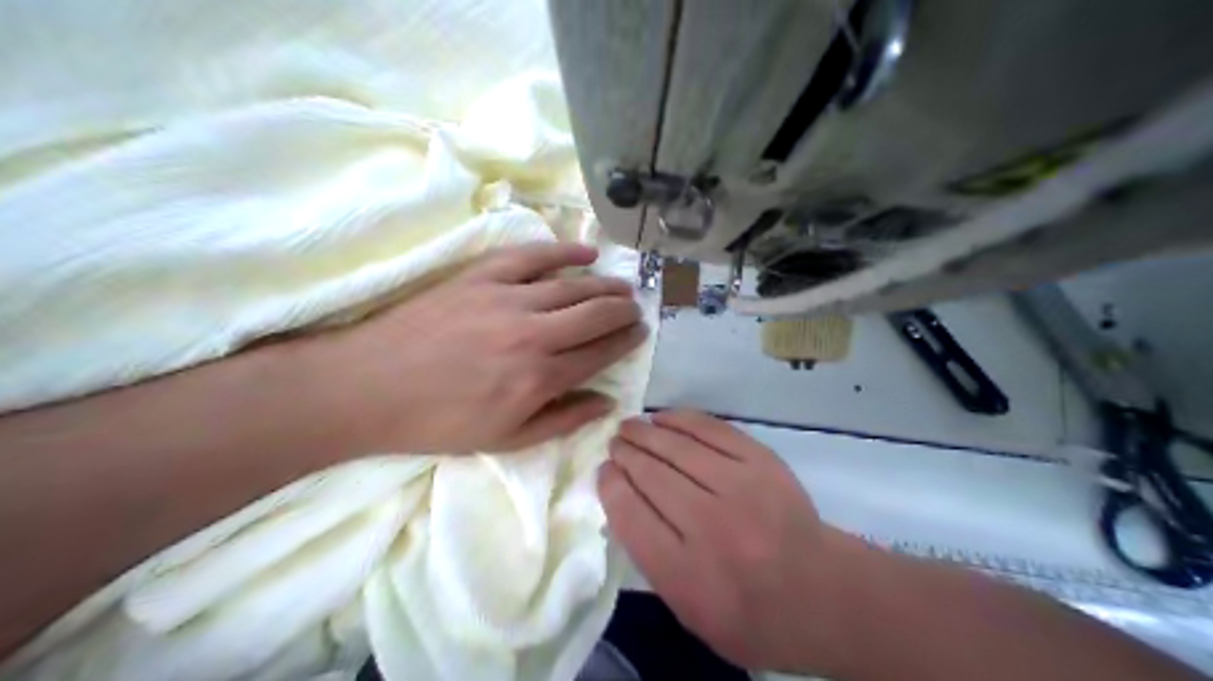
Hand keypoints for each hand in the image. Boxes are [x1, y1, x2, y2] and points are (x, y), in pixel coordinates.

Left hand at [297, 241, 649, 454]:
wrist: (369, 387)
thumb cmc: (438, 422)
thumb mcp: (504, 440)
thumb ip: (562, 421)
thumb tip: (607, 403)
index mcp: (540, 378)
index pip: (600, 353)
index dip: (625, 341)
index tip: (640, 333)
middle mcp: (533, 333)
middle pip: (596, 313)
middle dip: (624, 310)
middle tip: (636, 309)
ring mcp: (507, 298)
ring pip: (573, 285)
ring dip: (605, 284)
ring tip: (622, 287)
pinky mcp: (482, 276)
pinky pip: (532, 256)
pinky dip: (563, 251)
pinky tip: (585, 252)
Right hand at [599, 411, 846, 670]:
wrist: (821, 594)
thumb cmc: (751, 615)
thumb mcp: (690, 612)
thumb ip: (652, 561)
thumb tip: (625, 502)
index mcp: (685, 572)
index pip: (629, 514)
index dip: (610, 485)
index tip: (604, 472)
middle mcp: (709, 525)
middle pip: (651, 475)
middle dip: (625, 454)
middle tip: (614, 444)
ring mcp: (740, 488)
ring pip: (678, 448)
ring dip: (646, 432)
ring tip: (630, 427)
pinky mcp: (762, 463)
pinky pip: (713, 430)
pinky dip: (682, 420)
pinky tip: (664, 418)